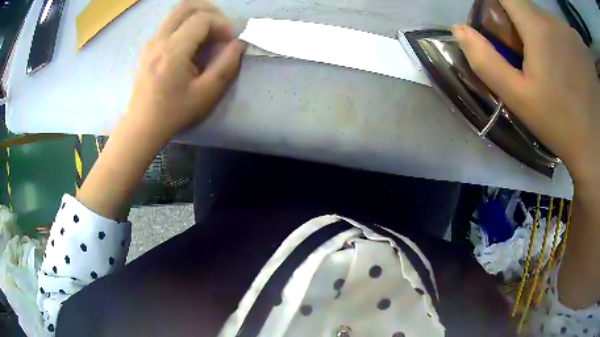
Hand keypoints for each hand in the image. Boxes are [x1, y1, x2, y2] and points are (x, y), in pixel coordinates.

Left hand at [125, 0, 244, 145]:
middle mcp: (159, 39)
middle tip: (221, 28)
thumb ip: (226, 66)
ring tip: (209, 32)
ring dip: (198, 15)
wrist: (142, 126)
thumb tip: (239, 44)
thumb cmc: (173, 113)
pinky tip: (192, 42)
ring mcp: (151, 41)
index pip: (203, 19)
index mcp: (173, 50)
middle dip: (211, 11)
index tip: (229, 41)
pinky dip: (185, 23)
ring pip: (176, 12)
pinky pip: (169, 23)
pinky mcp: (148, 47)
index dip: (222, 25)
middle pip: (187, 6)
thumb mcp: (205, 94)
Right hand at [452, 0, 599, 182]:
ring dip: (534, 34)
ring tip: (545, 70)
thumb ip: (486, 61)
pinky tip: (561, 70)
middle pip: (521, 6)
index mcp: (537, 27)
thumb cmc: (558, 123)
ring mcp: (567, 31)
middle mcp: (553, 21)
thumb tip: (459, 29)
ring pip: (540, 18)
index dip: (492, 5)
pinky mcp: (576, 44)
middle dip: (514, 25)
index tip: (495, 29)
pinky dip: (551, 41)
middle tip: (522, 60)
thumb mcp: (519, 98)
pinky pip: (555, 30)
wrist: (593, 144)